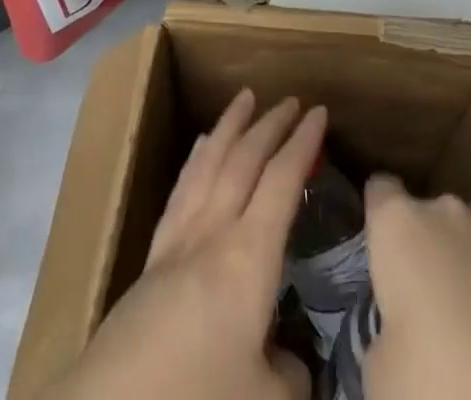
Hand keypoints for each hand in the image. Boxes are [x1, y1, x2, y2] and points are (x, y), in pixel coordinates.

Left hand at [44, 89, 326, 399]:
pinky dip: (196, 159)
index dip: (303, 143)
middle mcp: (214, 233)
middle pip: (244, 160)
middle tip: (289, 99)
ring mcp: (178, 241)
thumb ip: (290, 376)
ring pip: (208, 164)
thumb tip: (290, 362)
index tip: (319, 112)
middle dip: (270, 125)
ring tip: (243, 99)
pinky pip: (181, 189)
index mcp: (249, 257)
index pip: (282, 180)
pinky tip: (200, 149)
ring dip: (229, 127)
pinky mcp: (151, 260)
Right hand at [362, 176, 470, 399]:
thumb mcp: (377, 366)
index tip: (375, 249)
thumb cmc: (429, 378)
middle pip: (425, 211)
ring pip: (466, 229)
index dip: (376, 217)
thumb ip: (383, 325)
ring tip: (457, 306)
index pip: (379, 189)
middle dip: (421, 243)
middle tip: (416, 296)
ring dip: (460, 255)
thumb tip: (397, 329)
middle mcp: (443, 211)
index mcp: (398, 222)